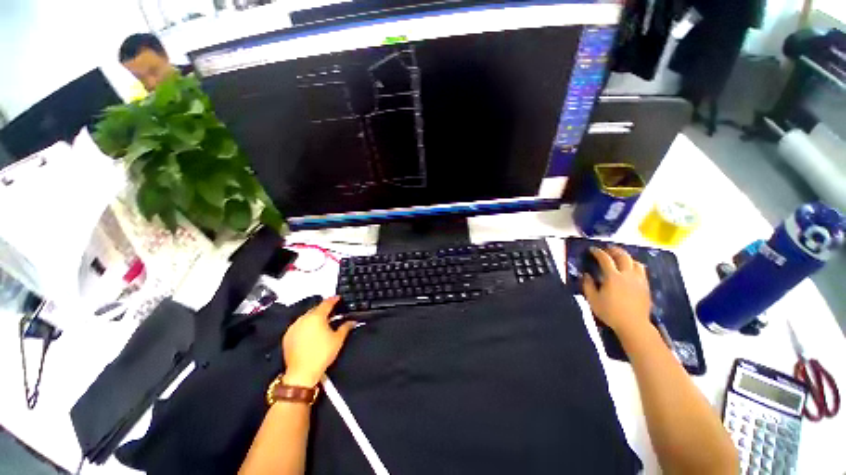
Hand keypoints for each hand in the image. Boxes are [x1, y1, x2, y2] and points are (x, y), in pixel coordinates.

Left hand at [282, 296, 355, 387]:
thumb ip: (346, 327)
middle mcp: (303, 319)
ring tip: (322, 323)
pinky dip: (306, 325)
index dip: (334, 300)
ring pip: (306, 317)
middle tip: (333, 312)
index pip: (326, 303)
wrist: (302, 373)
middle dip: (324, 309)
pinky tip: (311, 332)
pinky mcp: (287, 336)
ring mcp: (294, 327)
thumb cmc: (322, 354)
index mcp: (316, 317)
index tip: (338, 298)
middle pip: (316, 309)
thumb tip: (352, 321)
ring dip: (314, 317)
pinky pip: (299, 325)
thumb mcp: (338, 339)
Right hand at [582, 247, 651, 337]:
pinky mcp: (645, 286)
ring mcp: (639, 280)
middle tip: (608, 249)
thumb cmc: (610, 312)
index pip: (605, 259)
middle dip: (614, 250)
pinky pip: (641, 271)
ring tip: (621, 258)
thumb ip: (588, 285)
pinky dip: (635, 266)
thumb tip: (586, 275)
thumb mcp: (593, 299)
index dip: (598, 252)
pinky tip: (631, 270)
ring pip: (635, 262)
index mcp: (613, 277)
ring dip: (627, 257)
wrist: (633, 325)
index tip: (592, 249)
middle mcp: (627, 275)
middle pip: (623, 256)